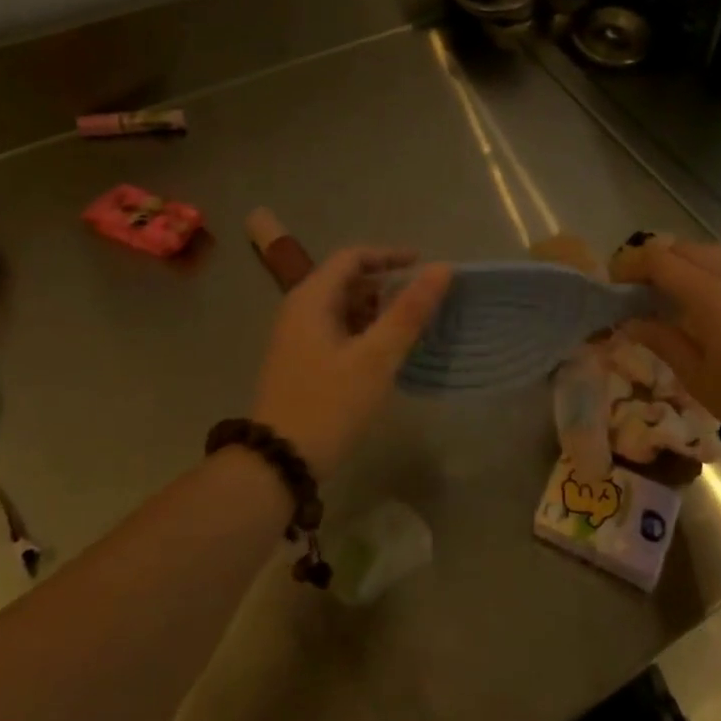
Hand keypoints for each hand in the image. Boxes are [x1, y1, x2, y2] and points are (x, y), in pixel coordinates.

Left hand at [251, 248, 451, 478]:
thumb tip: (443, 268)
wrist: (277, 464)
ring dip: (377, 311)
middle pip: (347, 281)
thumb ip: (410, 311)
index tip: (424, 266)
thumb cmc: (329, 404)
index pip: (353, 257)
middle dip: (386, 286)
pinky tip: (386, 354)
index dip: (389, 256)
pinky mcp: (301, 363)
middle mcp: (299, 310)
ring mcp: (297, 339)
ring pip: (343, 309)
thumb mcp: (376, 357)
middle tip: (423, 302)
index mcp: (311, 299)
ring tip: (412, 328)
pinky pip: (338, 332)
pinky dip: (364, 332)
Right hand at [613, 239, 720, 456]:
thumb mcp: (695, 375)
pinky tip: (705, 298)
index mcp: (710, 293)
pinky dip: (708, 268)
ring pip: (707, 251)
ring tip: (668, 292)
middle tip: (636, 290)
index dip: (630, 266)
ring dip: (681, 262)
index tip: (613, 284)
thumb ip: (660, 339)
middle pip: (681, 248)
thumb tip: (627, 321)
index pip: (658, 260)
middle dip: (653, 261)